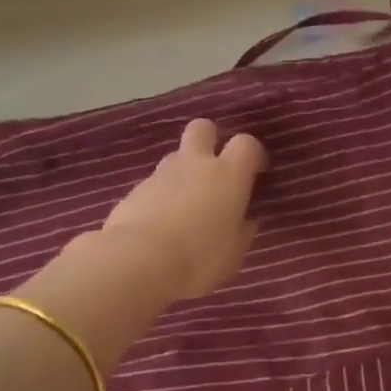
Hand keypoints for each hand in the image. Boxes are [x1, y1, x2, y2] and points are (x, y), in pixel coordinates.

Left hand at [100, 119, 267, 298]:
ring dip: (184, 171)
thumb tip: (246, 221)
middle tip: (216, 169)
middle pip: (203, 128)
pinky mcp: (134, 190)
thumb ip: (242, 231)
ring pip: (175, 156)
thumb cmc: (199, 258)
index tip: (256, 172)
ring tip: (186, 204)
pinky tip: (160, 222)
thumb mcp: (233, 254)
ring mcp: (160, 174)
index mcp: (227, 175)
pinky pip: (154, 183)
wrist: (137, 263)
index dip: (253, 154)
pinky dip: (161, 195)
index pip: (246, 144)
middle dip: (211, 140)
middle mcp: (194, 164)